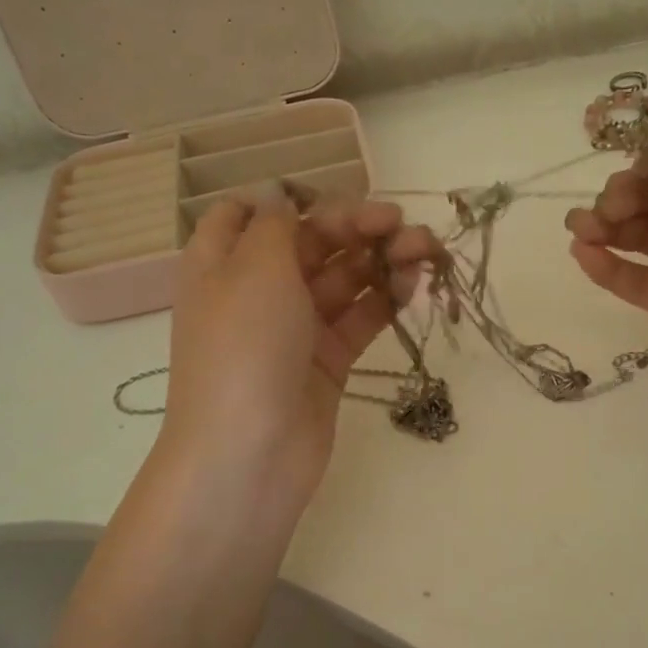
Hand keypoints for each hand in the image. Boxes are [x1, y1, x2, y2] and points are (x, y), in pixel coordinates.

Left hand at [160, 185, 443, 515]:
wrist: (249, 454)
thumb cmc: (244, 348)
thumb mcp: (254, 268)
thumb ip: (278, 224)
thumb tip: (279, 193)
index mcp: (222, 261)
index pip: (253, 214)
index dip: (294, 199)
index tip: (336, 200)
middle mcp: (257, 290)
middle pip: (311, 243)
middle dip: (357, 227)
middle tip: (401, 225)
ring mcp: (294, 327)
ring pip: (343, 279)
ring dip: (381, 260)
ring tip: (425, 251)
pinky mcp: (327, 361)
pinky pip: (359, 318)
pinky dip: (385, 299)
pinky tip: (414, 284)